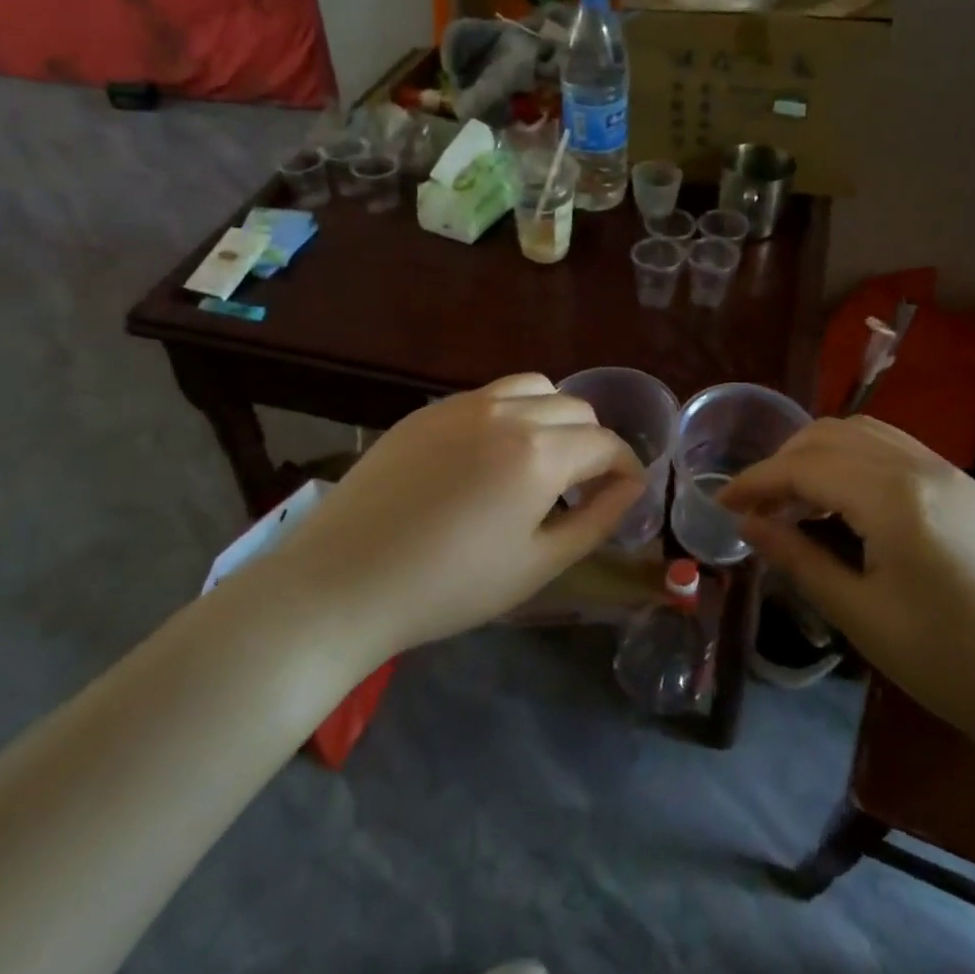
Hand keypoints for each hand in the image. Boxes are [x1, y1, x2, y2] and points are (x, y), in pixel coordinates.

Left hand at [273, 375, 643, 656]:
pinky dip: (511, 413)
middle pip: (575, 408)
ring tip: (541, 460)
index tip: (626, 493)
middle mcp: (506, 412)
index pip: (605, 443)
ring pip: (533, 387)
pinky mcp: (427, 410)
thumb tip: (630, 487)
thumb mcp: (537, 564)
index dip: (626, 467)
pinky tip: (490, 456)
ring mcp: (462, 404)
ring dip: (554, 417)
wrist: (344, 581)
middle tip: (583, 487)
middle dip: (593, 442)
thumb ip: (596, 520)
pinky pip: (488, 396)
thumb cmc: (450, 586)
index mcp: (539, 452)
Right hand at [719, 417, 974, 757]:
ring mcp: (950, 470)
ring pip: (863, 432)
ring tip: (794, 498)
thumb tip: (749, 526)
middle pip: (831, 435)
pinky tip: (844, 497)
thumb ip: (799, 560)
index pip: (805, 467)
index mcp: (895, 499)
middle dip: (783, 461)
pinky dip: (853, 458)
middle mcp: (922, 466)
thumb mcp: (863, 617)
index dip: (756, 481)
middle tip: (756, 505)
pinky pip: (893, 447)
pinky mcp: (966, 485)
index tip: (721, 502)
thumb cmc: (953, 666)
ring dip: (818, 453)